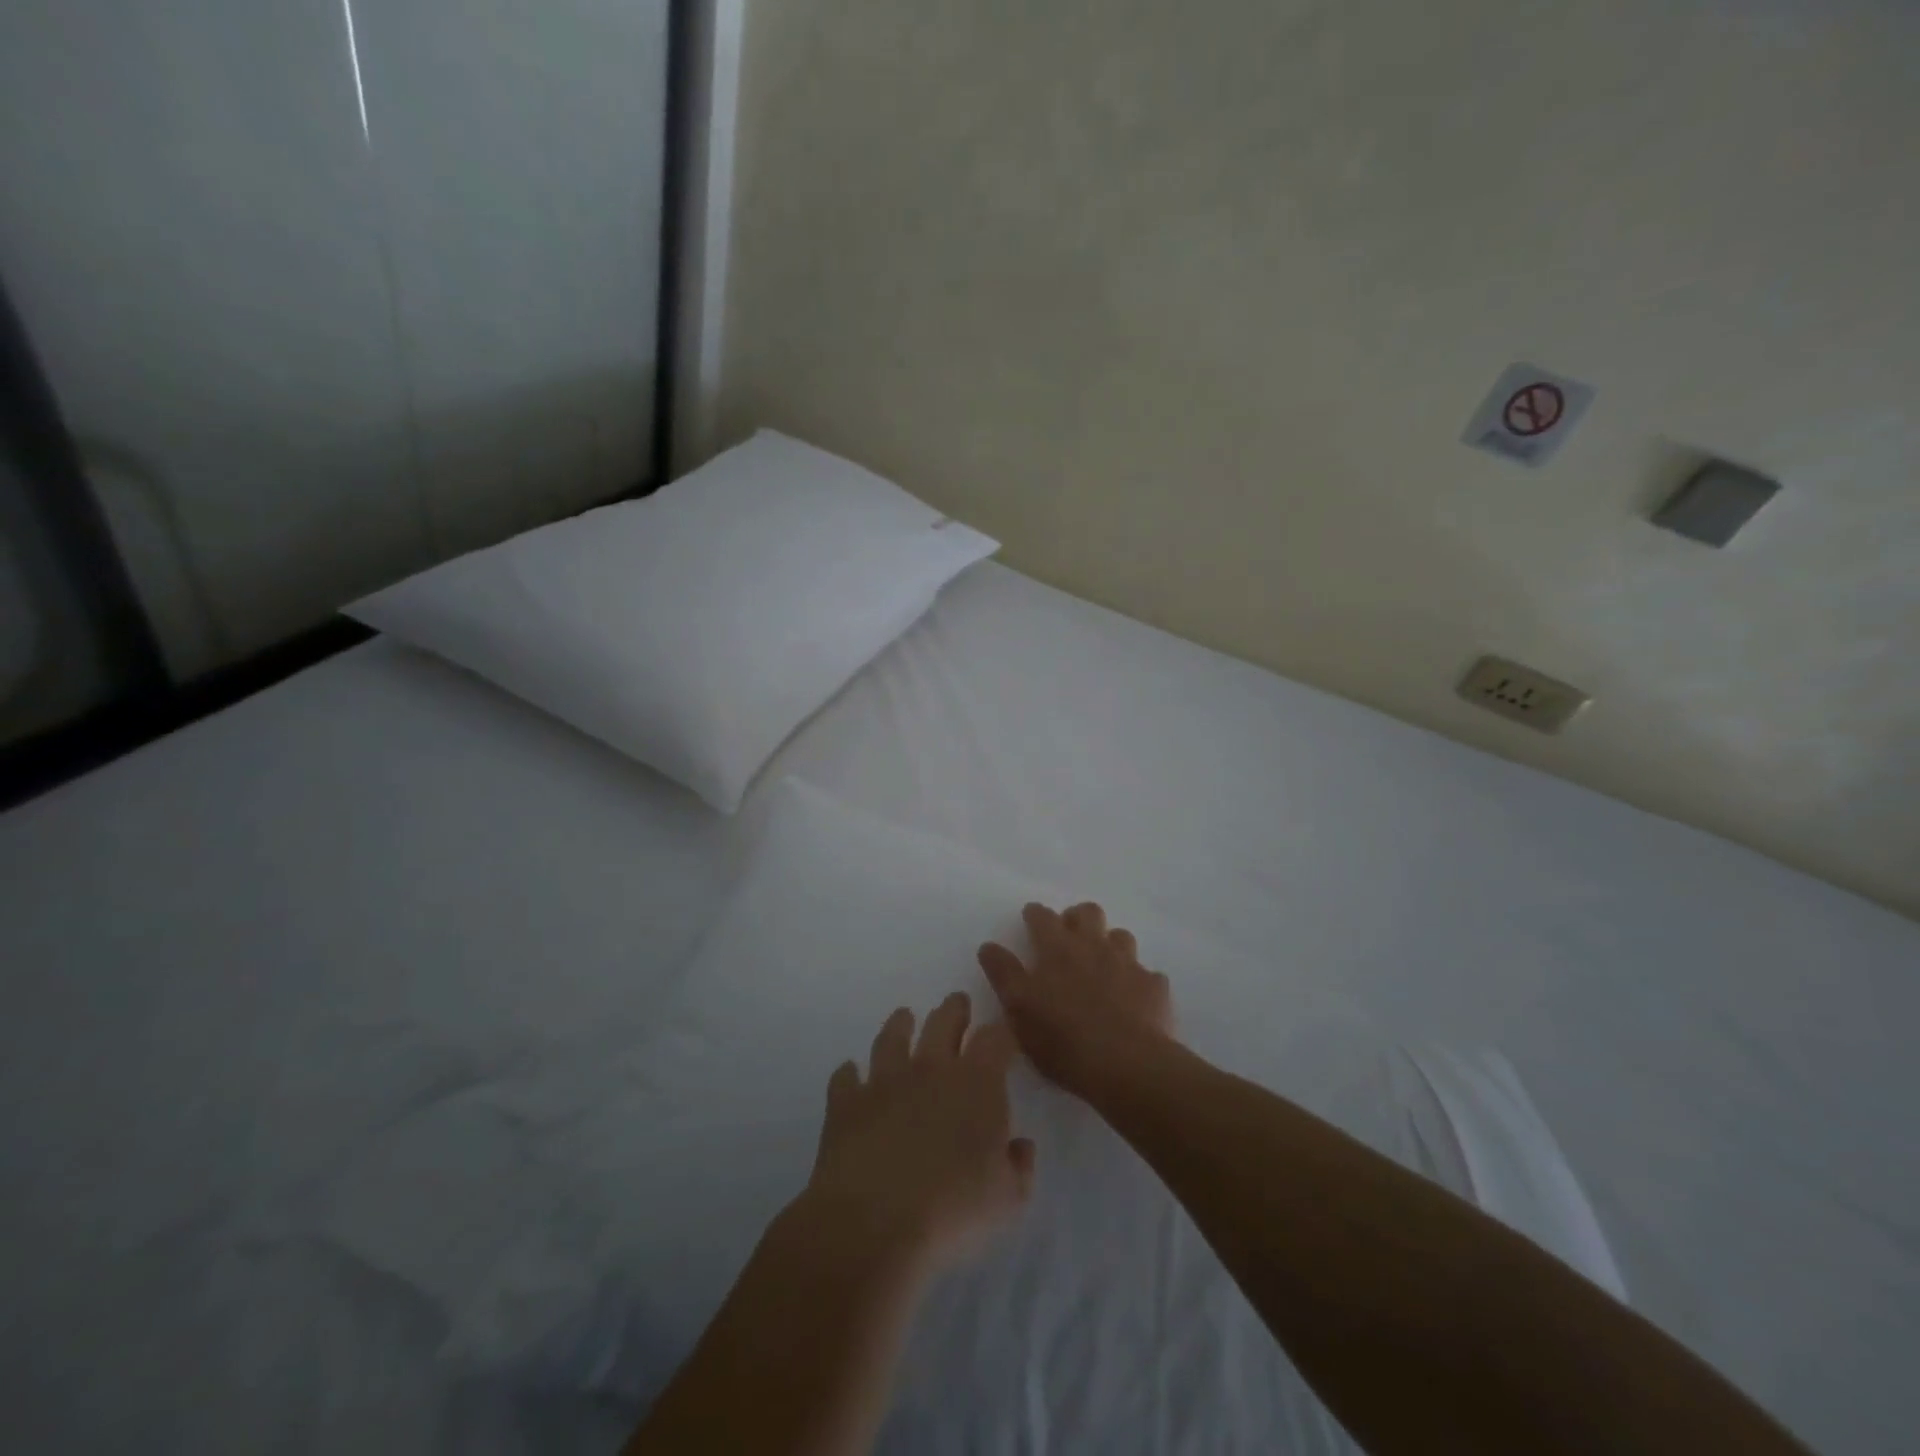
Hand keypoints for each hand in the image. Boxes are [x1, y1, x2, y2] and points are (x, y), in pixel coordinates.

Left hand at [802, 993, 1035, 1275]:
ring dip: (900, 1025)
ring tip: (904, 1017)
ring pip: (892, 1038)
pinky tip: (850, 1074)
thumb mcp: (1007, 1198)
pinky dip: (849, 1074)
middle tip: (957, 1002)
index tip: (1003, 1034)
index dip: (1001, 1032)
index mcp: (976, 1083)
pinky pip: (845, 1077)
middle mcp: (930, 1068)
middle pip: (944, 1022)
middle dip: (954, 1009)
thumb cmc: (953, 1210)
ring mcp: (884, 1080)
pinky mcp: (847, 1102)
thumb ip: (1019, 1165)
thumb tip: (1020, 1144)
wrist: (874, 1222)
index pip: (994, 1039)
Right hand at [978, 902, 1175, 1099]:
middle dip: (1076, 918)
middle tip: (1068, 938)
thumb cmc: (1062, 1038)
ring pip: (1120, 937)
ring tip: (1102, 966)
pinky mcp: (1154, 987)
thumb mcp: (1018, 1008)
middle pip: (1087, 913)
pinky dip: (1138, 981)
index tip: (1031, 918)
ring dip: (1109, 944)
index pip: (1042, 917)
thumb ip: (1003, 973)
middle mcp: (1093, 946)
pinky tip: (1133, 998)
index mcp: (1057, 949)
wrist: (1126, 1064)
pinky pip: (1147, 974)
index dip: (1035, 915)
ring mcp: (1128, 964)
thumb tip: (988, 946)